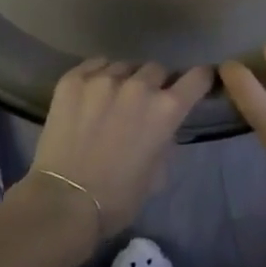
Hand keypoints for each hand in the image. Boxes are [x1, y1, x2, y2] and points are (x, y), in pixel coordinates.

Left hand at [26, 59, 211, 242]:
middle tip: (144, 102)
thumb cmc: (117, 198)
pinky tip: (91, 93)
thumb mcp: (157, 174)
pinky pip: (95, 65)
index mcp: (165, 110)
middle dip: (156, 83)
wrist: (64, 201)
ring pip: (124, 66)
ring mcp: (103, 78)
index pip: (196, 78)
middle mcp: (138, 86)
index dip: (201, 78)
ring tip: (113, 98)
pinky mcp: (73, 79)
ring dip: (126, 80)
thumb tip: (162, 128)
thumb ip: (165, 141)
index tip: (199, 80)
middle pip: (156, 69)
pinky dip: (98, 75)